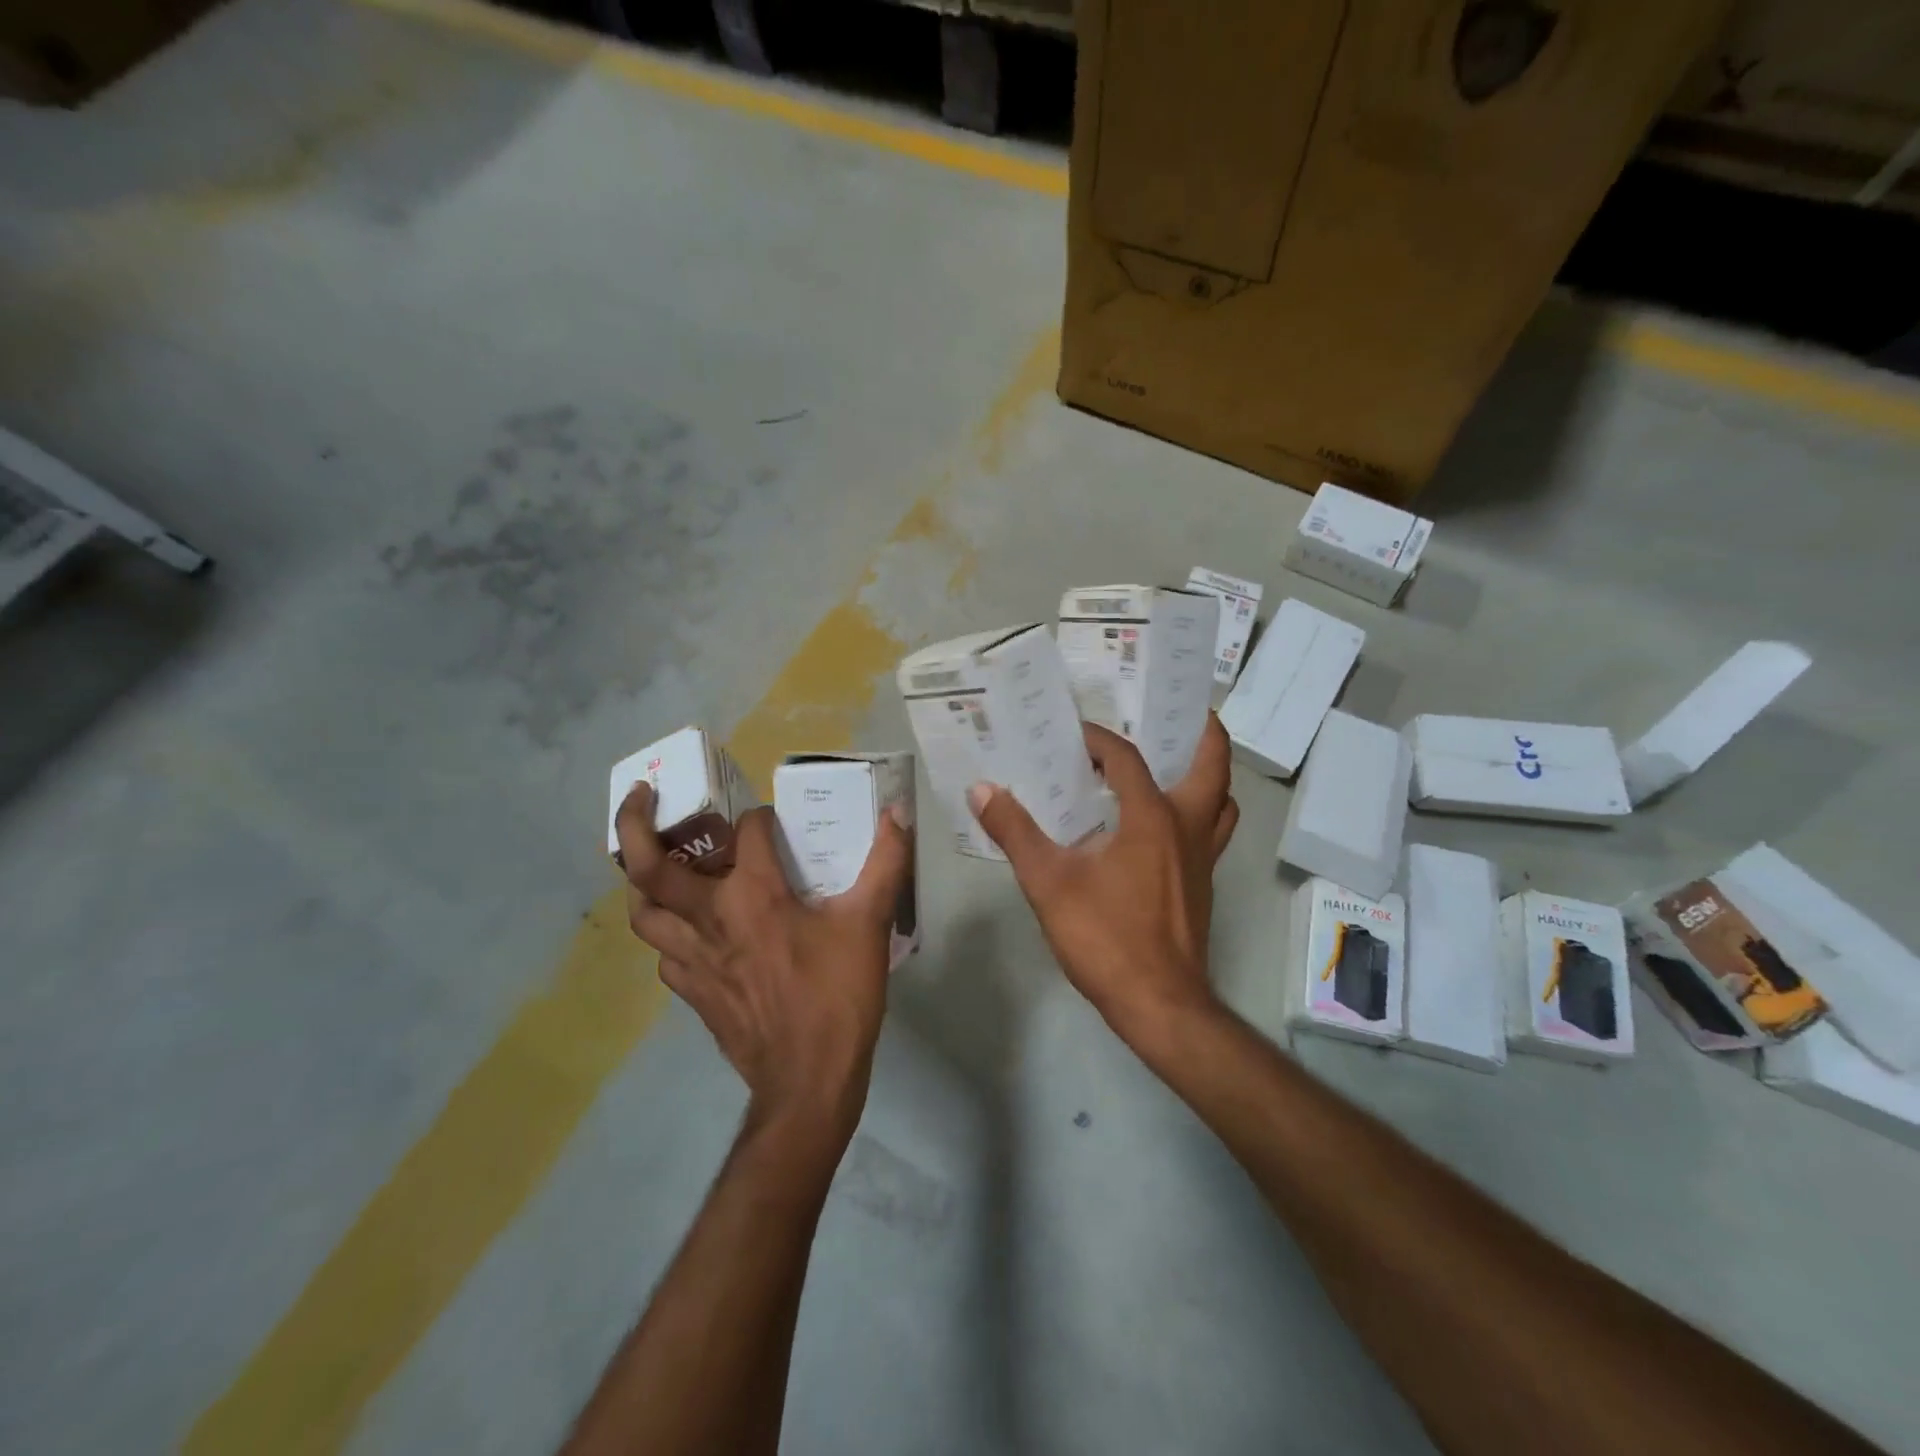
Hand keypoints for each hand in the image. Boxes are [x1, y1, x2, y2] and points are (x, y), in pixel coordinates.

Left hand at [615, 785, 912, 1148]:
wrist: (809, 1082)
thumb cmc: (838, 995)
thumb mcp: (869, 923)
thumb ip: (886, 862)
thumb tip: (898, 812)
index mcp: (752, 894)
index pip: (747, 831)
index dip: (763, 817)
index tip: (779, 821)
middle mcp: (709, 918)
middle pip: (648, 867)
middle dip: (635, 824)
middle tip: (645, 797)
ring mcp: (693, 959)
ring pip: (643, 913)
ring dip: (643, 883)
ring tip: (661, 866)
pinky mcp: (693, 992)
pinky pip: (665, 952)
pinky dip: (670, 931)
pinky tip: (693, 930)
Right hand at [968, 714, 1238, 1040]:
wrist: (1159, 1004)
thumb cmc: (1105, 937)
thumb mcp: (1049, 882)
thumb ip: (1015, 833)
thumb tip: (983, 790)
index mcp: (1153, 817)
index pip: (1127, 758)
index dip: (1099, 739)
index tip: (1072, 735)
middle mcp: (1188, 827)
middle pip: (1213, 764)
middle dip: (1201, 731)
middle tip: (1173, 714)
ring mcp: (1204, 857)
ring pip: (1221, 800)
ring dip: (1206, 774)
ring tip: (1173, 763)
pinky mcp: (1203, 883)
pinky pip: (1212, 830)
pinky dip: (1198, 811)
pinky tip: (1161, 826)